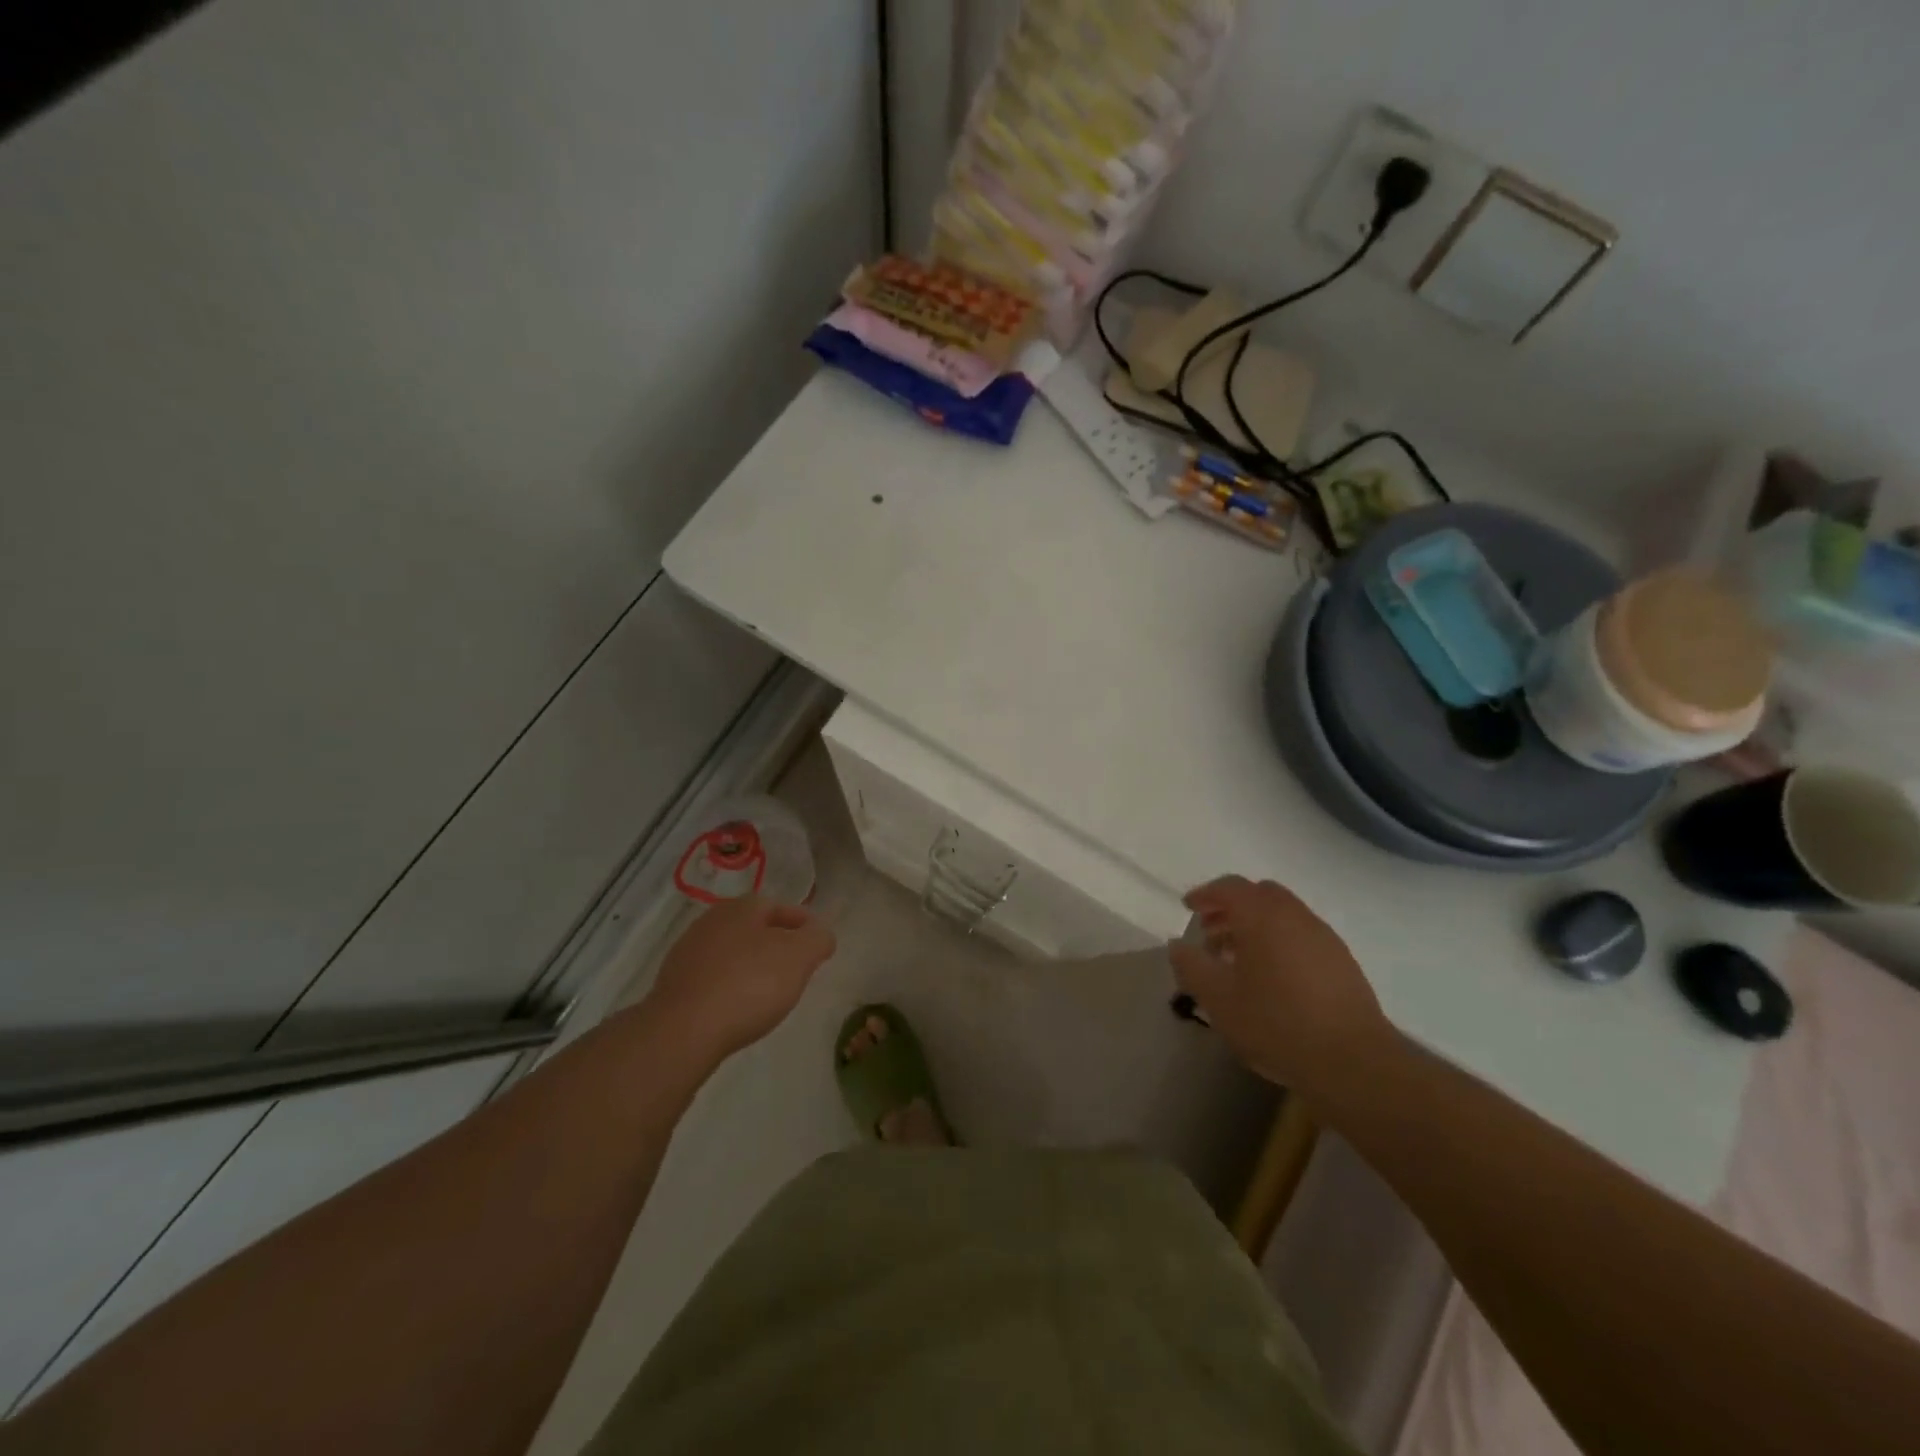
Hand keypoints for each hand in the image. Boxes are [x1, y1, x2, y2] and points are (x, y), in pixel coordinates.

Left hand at [647, 897, 836, 1060]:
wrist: (682, 1031)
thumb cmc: (749, 984)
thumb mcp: (799, 957)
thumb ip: (817, 938)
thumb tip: (820, 933)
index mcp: (742, 907)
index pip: (781, 906)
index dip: (803, 924)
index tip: (818, 946)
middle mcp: (712, 921)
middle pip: (754, 928)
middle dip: (777, 945)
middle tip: (797, 969)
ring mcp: (688, 953)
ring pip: (732, 953)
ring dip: (752, 966)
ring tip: (769, 993)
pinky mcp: (673, 985)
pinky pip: (713, 979)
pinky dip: (730, 988)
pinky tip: (738, 1008)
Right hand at [1168, 876, 1392, 1100]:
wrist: (1353, 1061)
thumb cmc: (1276, 1023)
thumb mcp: (1218, 998)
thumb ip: (1192, 966)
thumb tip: (1178, 945)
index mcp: (1262, 916)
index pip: (1229, 887)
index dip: (1205, 894)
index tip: (1188, 908)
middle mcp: (1295, 915)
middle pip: (1259, 894)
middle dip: (1232, 907)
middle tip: (1212, 932)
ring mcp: (1323, 937)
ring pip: (1283, 914)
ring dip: (1257, 925)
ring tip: (1238, 958)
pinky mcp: (1342, 961)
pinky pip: (1302, 935)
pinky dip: (1280, 940)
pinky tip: (1272, 977)